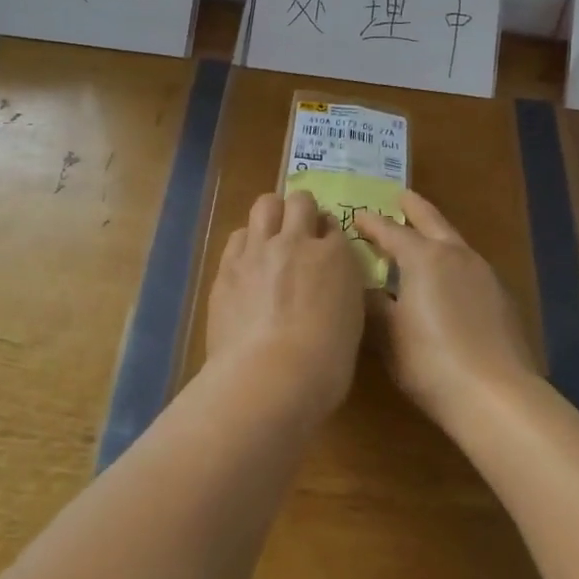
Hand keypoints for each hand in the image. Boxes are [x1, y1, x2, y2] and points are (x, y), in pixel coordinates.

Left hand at [206, 191, 365, 426]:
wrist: (269, 377)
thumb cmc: (324, 366)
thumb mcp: (350, 324)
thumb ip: (339, 292)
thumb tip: (327, 286)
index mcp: (336, 257)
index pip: (333, 226)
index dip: (328, 235)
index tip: (325, 248)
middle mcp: (297, 242)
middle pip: (300, 201)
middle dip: (301, 210)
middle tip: (299, 231)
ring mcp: (259, 250)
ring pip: (265, 205)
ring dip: (272, 214)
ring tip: (270, 235)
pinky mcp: (228, 266)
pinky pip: (238, 235)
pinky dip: (246, 242)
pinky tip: (247, 261)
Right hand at [353, 191, 538, 432]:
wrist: (497, 396)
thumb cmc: (430, 361)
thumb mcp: (388, 335)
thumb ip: (372, 305)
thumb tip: (362, 287)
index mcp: (423, 257)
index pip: (390, 231)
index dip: (371, 223)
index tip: (356, 216)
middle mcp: (455, 255)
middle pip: (431, 221)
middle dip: (413, 208)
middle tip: (400, 197)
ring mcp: (483, 274)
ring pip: (454, 242)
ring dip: (435, 235)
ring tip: (421, 239)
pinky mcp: (501, 298)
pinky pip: (469, 267)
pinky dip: (452, 262)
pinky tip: (448, 281)